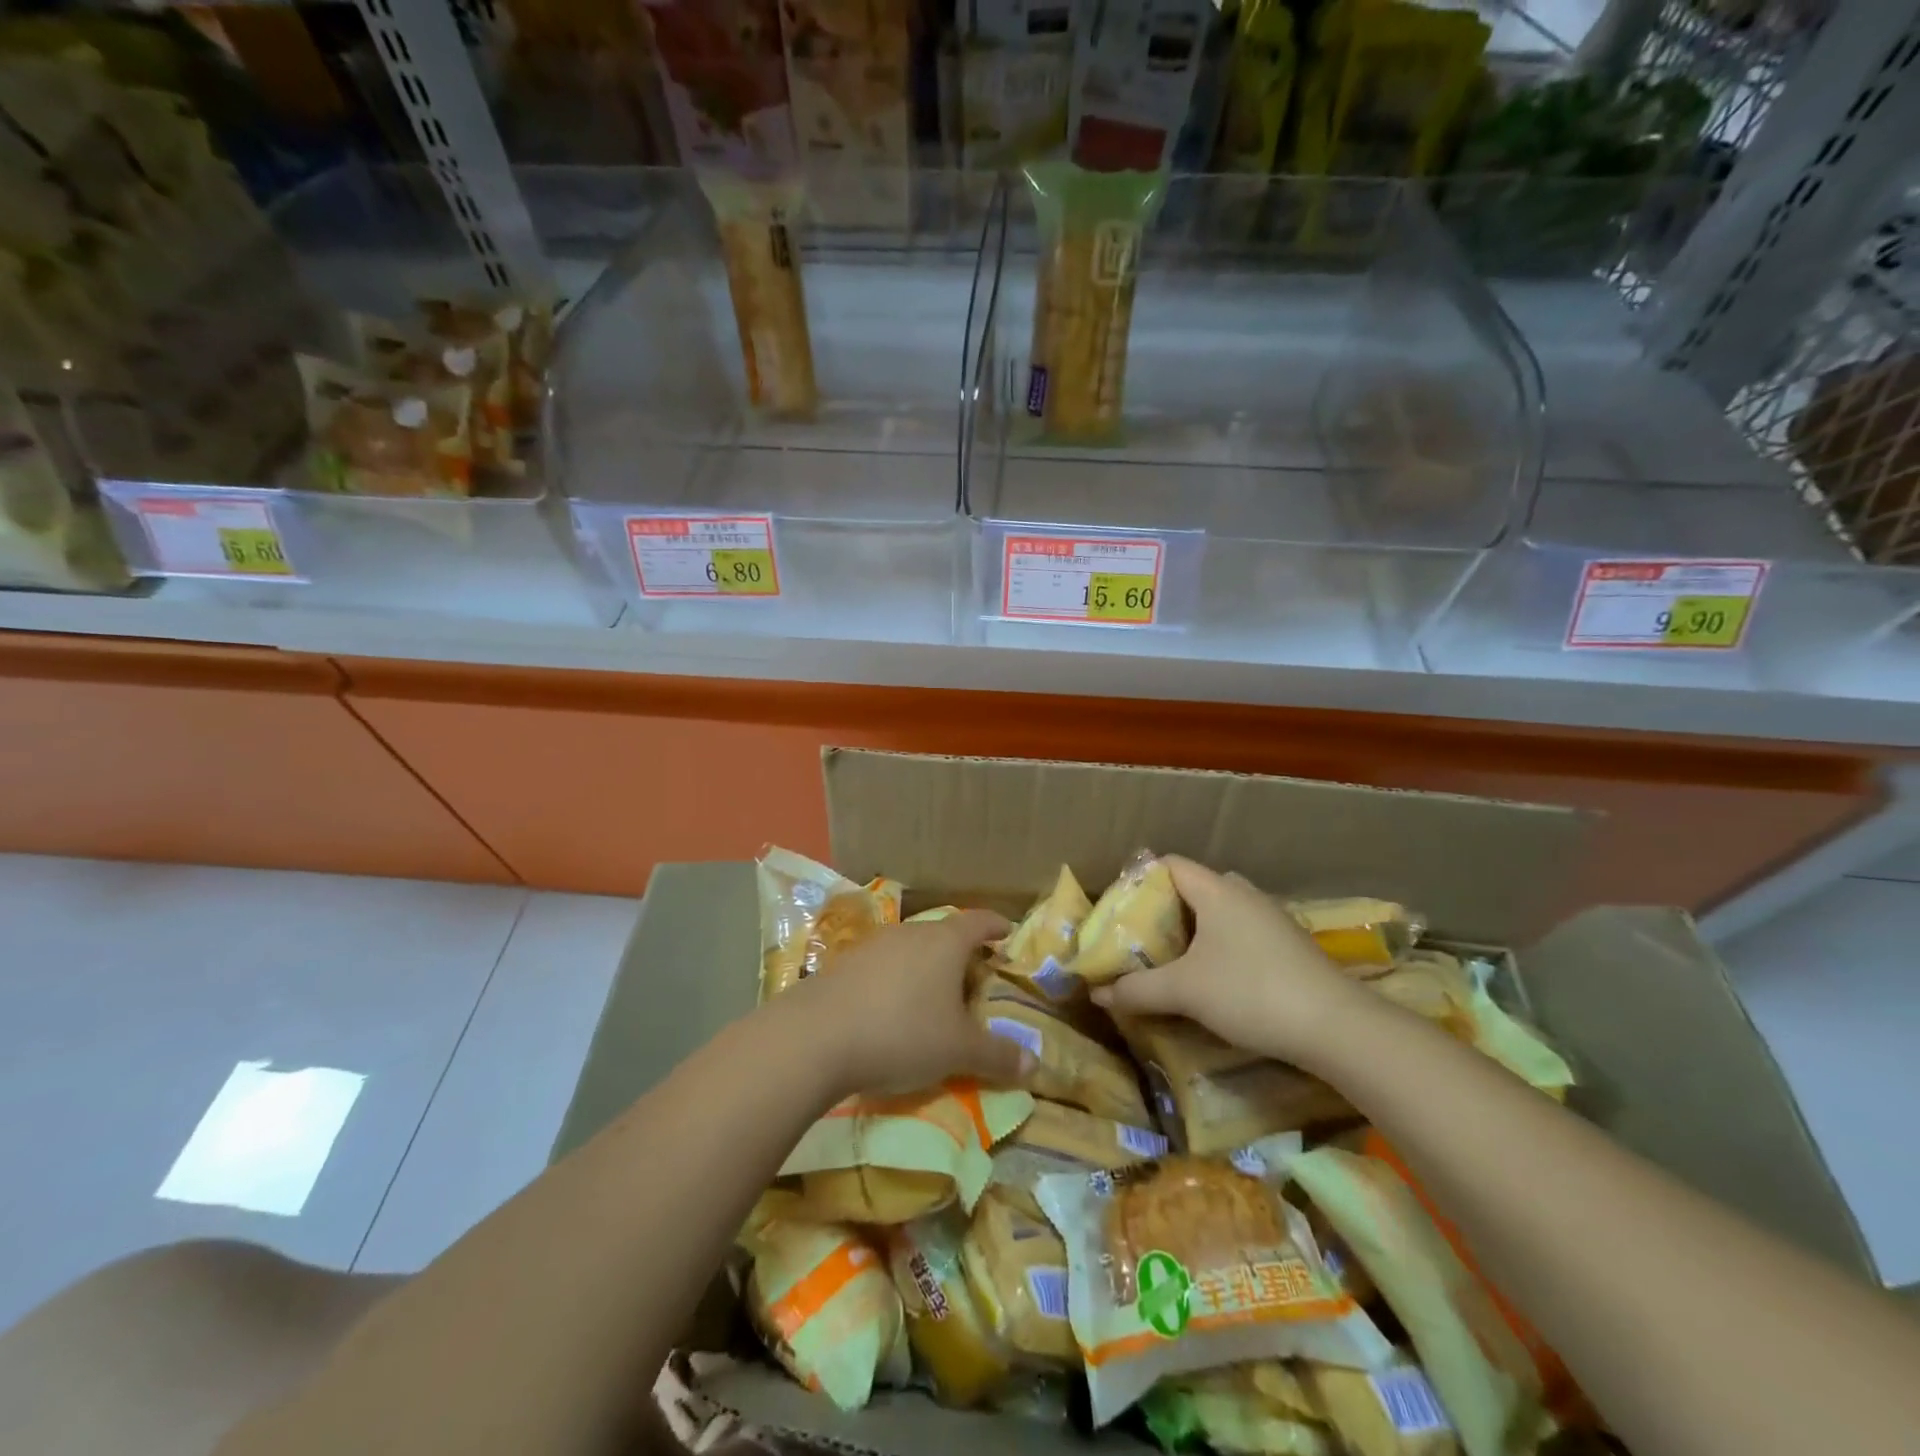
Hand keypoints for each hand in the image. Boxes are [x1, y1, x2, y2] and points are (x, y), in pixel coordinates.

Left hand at [787, 910, 1033, 1095]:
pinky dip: (895, 981)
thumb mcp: (958, 1051)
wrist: (817, 1036)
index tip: (1008, 933)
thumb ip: (998, 1055)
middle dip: (961, 954)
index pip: (978, 921)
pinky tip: (890, 1010)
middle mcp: (910, 933)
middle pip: (943, 934)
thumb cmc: (902, 1032)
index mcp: (945, 942)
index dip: (996, 926)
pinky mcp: (844, 963)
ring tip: (932, 998)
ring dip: (925, 968)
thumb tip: (1035, 1065)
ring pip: (910, 949)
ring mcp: (873, 945)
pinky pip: (882, 966)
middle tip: (973, 980)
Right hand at [1092, 857, 1364, 1068]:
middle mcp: (1244, 894)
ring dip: (1193, 931)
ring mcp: (1271, 919)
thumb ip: (1137, 989)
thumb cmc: (1250, 991)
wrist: (1336, 1027)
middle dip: (1163, 909)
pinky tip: (1211, 979)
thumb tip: (1096, 993)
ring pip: (1219, 913)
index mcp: (1217, 890)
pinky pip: (1241, 932)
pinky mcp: (1288, 946)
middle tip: (1140, 937)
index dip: (1139, 881)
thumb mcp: (1184, 991)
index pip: (1168, 864)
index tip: (1119, 911)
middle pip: (1193, 888)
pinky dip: (1218, 946)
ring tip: (1169, 960)